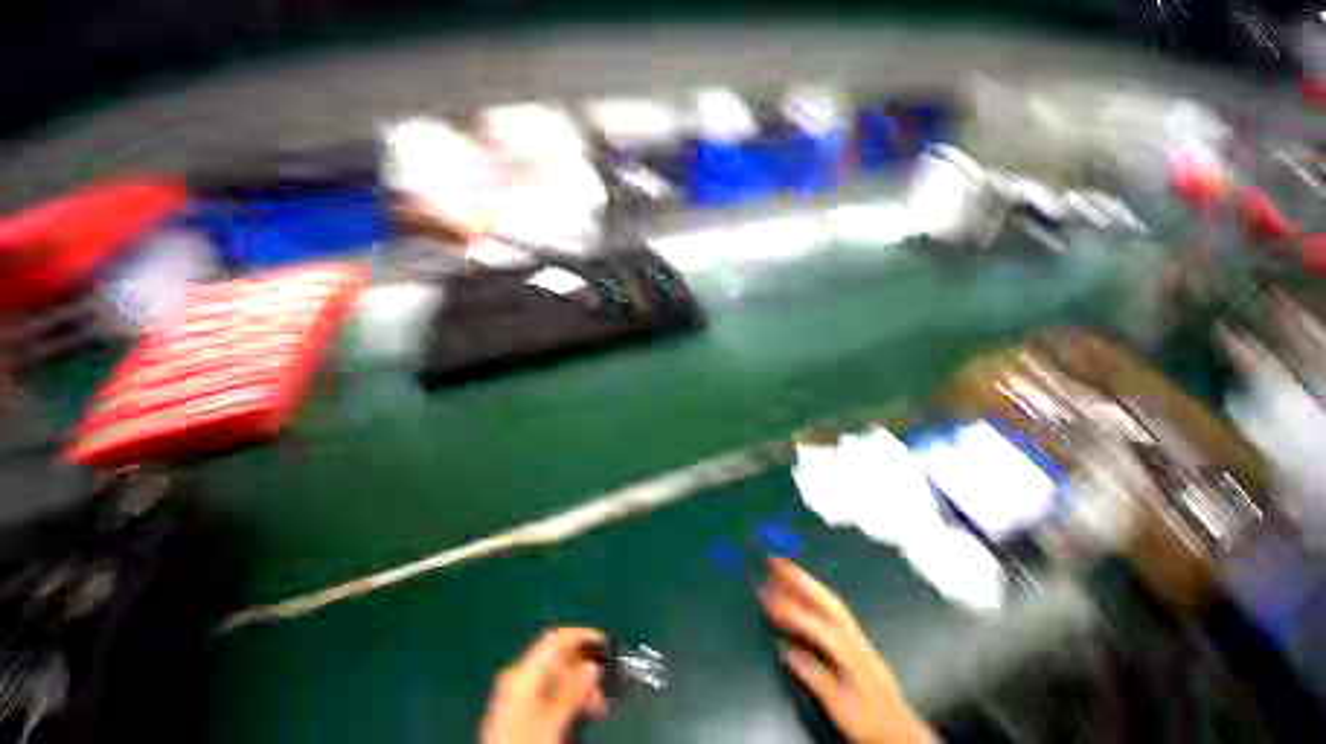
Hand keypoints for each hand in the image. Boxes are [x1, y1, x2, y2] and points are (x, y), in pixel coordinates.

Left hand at [480, 627, 609, 743]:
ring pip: (552, 675)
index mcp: (521, 676)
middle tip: (602, 685)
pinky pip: (544, 691)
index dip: (581, 635)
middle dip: (582, 667)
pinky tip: (576, 709)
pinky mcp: (514, 710)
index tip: (603, 642)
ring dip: (576, 684)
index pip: (555, 639)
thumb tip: (592, 665)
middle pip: (556, 657)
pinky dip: (563, 696)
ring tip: (594, 703)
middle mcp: (515, 679)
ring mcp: (512, 695)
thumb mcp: (552, 724)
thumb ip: (571, 692)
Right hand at [761, 558, 932, 743]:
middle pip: (826, 601)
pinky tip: (801, 590)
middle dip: (799, 578)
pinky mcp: (856, 639)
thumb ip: (817, 679)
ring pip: (830, 601)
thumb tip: (788, 652)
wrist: (902, 732)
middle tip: (774, 561)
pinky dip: (814, 593)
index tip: (767, 599)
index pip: (817, 626)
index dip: (791, 612)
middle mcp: (854, 638)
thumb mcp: (842, 710)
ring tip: (783, 567)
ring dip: (806, 581)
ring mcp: (857, 636)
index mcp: (851, 655)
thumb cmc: (870, 724)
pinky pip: (832, 609)